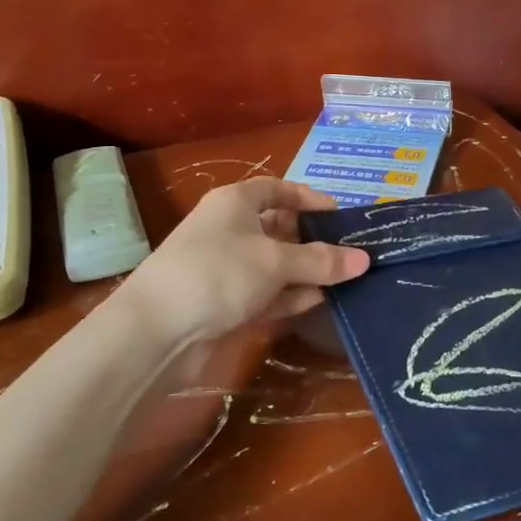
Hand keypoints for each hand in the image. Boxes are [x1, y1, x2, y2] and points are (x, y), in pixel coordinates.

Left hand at [118, 179, 369, 351]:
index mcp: (235, 203)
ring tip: (345, 279)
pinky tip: (317, 301)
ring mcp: (225, 268)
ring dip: (305, 272)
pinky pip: (265, 293)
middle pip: (278, 228)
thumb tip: (364, 258)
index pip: (277, 189)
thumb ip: (321, 261)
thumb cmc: (218, 274)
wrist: (156, 331)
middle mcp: (229, 230)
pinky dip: (289, 296)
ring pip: (274, 264)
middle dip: (312, 240)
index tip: (340, 216)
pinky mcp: (224, 303)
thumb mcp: (275, 262)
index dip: (308, 198)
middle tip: (350, 252)